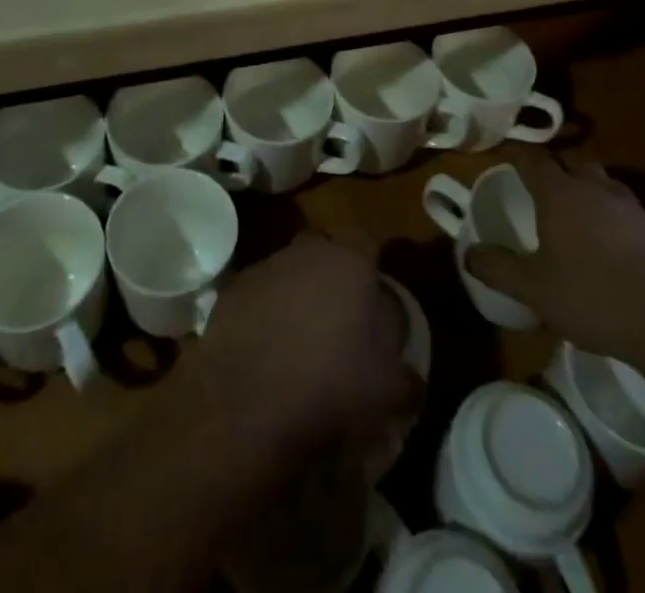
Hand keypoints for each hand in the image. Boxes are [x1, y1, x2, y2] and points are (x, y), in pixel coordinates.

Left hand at [194, 236, 419, 457]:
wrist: (248, 406)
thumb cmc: (330, 387)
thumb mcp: (387, 393)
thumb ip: (408, 379)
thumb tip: (413, 379)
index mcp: (349, 263)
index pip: (366, 239)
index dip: (371, 262)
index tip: (373, 293)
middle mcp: (306, 253)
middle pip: (323, 248)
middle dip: (331, 273)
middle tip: (338, 316)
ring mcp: (265, 268)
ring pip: (288, 269)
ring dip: (295, 293)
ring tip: (299, 339)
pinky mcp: (232, 291)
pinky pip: (257, 294)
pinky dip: (263, 313)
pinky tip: (266, 350)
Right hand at [465, 145, 644, 365]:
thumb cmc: (595, 297)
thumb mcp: (535, 290)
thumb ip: (499, 268)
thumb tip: (468, 252)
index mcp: (559, 193)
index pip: (532, 158)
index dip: (516, 153)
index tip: (504, 156)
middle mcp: (594, 187)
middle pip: (569, 162)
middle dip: (551, 169)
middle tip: (536, 187)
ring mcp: (630, 205)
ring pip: (599, 181)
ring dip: (583, 188)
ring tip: (572, 214)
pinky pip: (623, 207)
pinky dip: (609, 214)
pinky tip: (608, 244)